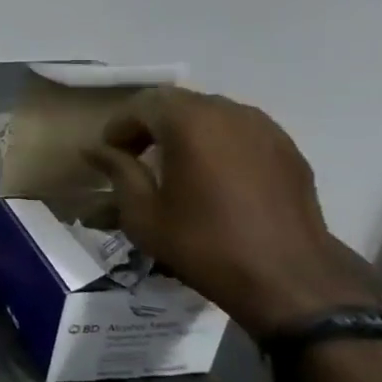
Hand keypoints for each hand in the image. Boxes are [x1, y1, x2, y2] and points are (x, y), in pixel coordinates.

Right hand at [82, 87, 373, 338]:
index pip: (142, 104)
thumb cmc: (203, 243)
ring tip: (173, 164)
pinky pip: (239, 130)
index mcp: (190, 123)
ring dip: (184, 130)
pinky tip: (212, 175)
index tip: (109, 154)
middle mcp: (228, 113)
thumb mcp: (142, 212)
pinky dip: (216, 141)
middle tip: (134, 156)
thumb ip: (117, 170)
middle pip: (177, 102)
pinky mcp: (287, 149)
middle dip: (149, 124)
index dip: (119, 126)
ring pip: (210, 113)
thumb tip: (93, 149)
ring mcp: (264, 128)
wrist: (288, 279)